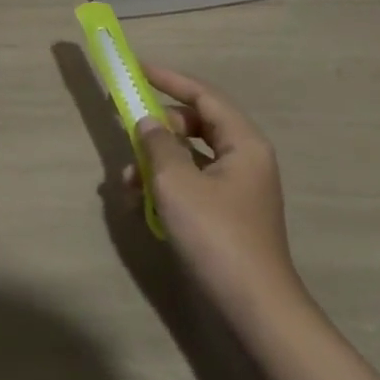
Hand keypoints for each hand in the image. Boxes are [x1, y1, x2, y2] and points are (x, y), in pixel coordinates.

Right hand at [125, 64, 302, 323]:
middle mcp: (245, 159)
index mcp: (243, 142)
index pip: (203, 94)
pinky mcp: (228, 216)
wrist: (254, 310)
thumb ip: (157, 143)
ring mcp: (238, 189)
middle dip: (158, 128)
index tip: (137, 69)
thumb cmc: (216, 235)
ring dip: (156, 161)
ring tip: (125, 181)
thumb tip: (147, 122)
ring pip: (190, 157)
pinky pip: (192, 184)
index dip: (169, 79)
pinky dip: (166, 186)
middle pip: (196, 124)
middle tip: (128, 130)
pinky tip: (139, 204)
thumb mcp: (176, 181)